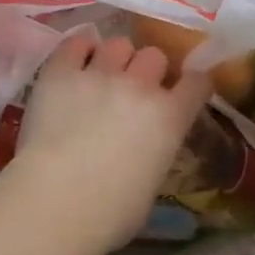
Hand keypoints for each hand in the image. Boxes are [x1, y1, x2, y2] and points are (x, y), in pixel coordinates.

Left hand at [15, 34, 212, 250]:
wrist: (57, 201)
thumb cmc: (110, 212)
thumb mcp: (151, 182)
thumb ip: (155, 150)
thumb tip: (144, 146)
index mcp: (170, 117)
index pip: (197, 82)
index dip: (192, 84)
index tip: (186, 89)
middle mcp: (140, 86)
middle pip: (155, 56)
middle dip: (148, 70)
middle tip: (134, 88)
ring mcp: (99, 73)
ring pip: (118, 44)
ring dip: (115, 58)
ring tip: (102, 73)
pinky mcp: (61, 71)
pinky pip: (76, 43)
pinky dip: (80, 49)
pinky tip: (76, 61)